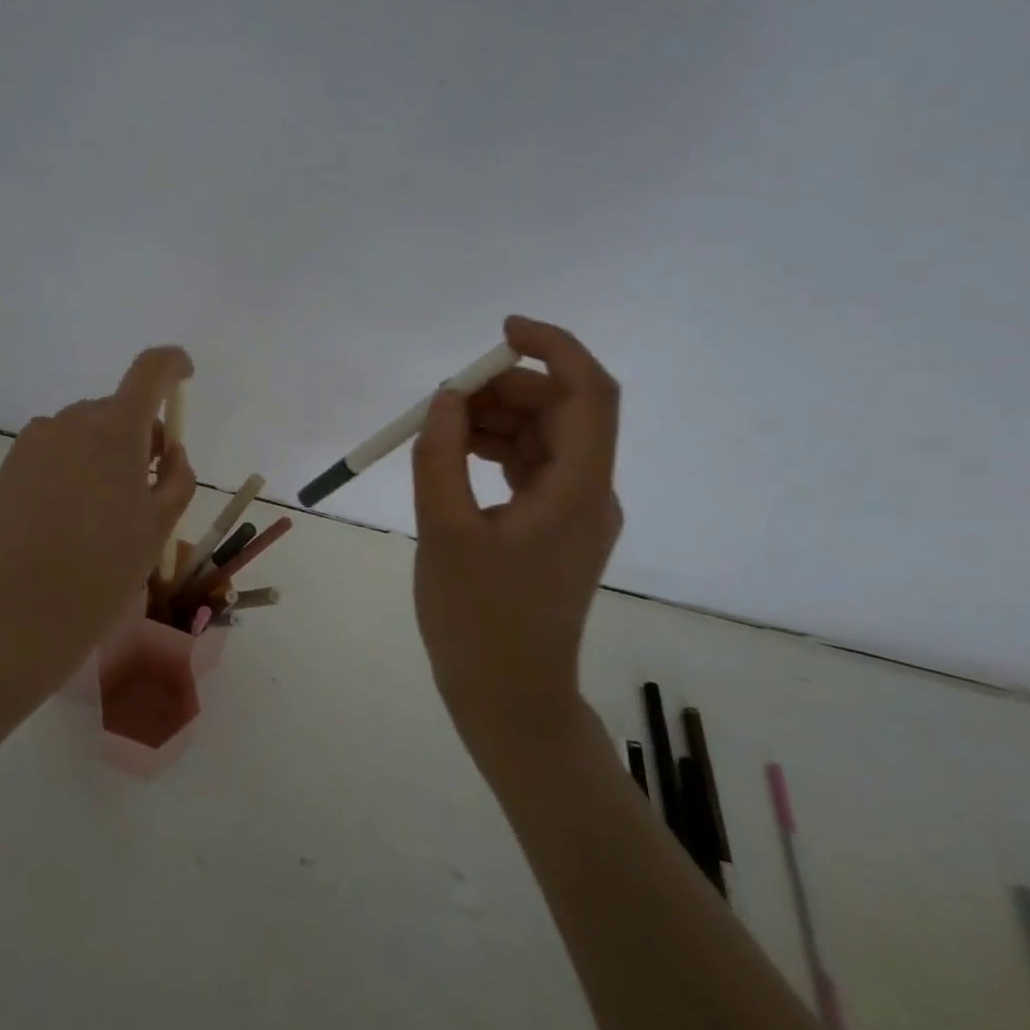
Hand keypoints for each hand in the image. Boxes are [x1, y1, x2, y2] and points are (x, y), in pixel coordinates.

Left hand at [0, 346, 196, 694]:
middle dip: (137, 434)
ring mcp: (37, 439)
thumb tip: (168, 452)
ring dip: (100, 449)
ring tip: (99, 506)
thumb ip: (178, 474)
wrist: (31, 606)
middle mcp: (73, 420)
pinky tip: (66, 510)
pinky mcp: (12, 462)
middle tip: (143, 484)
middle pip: (117, 408)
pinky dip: (69, 463)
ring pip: (83, 429)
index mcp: (118, 429)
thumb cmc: (109, 565)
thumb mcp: (163, 523)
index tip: (183, 376)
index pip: (150, 370)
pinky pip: (53, 447)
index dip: (172, 364)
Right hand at [411, 316, 623, 751]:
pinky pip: (530, 466)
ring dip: (495, 419)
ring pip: (544, 437)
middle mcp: (589, 493)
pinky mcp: (553, 527)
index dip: (554, 348)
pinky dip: (495, 449)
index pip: (590, 394)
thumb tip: (447, 398)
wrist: (508, 698)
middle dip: (506, 388)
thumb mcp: (445, 532)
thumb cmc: (477, 621)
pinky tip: (455, 455)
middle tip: (445, 398)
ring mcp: (574, 511)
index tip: (503, 331)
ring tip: (439, 429)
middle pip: (562, 411)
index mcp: (577, 492)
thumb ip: (441, 457)